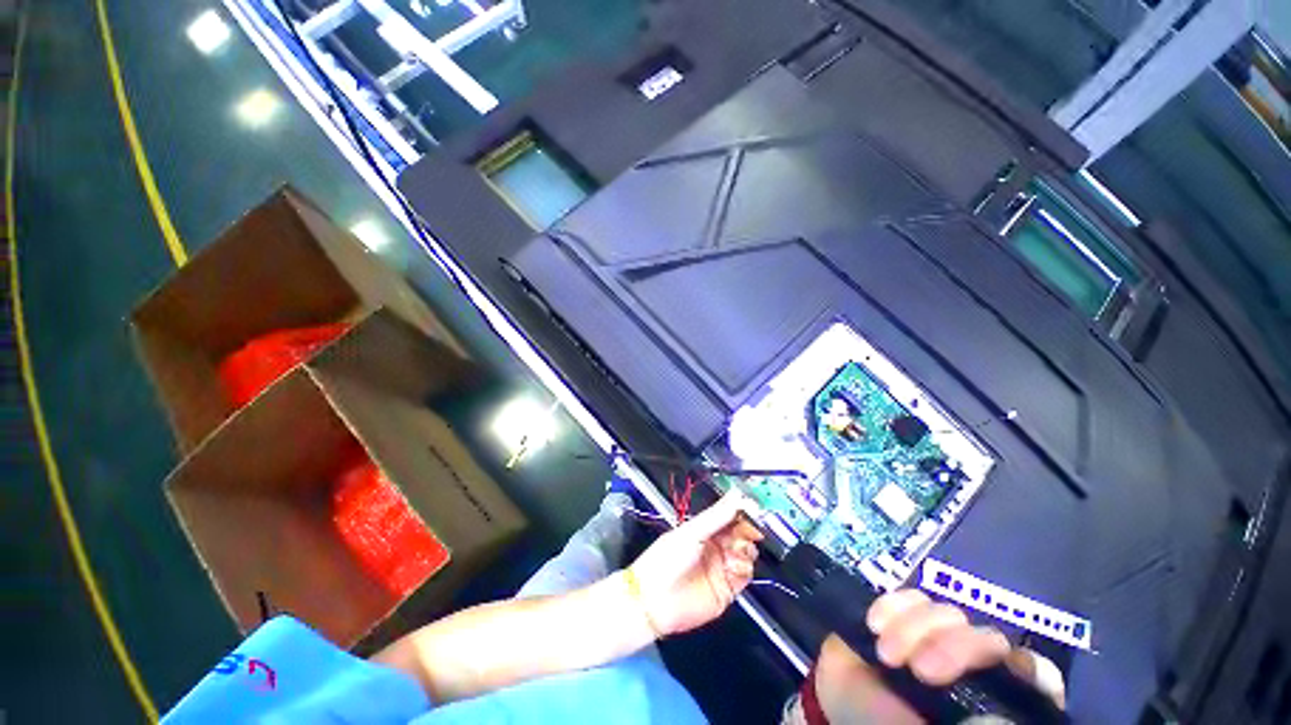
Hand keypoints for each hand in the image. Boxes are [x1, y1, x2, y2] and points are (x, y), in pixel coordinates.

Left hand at [626, 490, 762, 635]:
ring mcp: (722, 566)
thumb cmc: (666, 559)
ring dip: (746, 549)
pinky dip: (744, 568)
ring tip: (736, 549)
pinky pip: (746, 574)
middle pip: (742, 533)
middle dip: (749, 529)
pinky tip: (733, 566)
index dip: (743, 510)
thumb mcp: (692, 532)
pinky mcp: (728, 588)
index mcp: (705, 529)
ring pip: (747, 552)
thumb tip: (736, 495)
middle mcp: (715, 546)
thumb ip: (717, 515)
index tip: (754, 507)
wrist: (655, 600)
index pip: (730, 515)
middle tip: (752, 528)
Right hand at [812, 590, 1064, 722]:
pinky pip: (907, 596)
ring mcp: (936, 635)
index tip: (992, 681)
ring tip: (885, 655)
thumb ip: (965, 722)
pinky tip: (874, 625)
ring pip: (946, 613)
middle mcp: (973, 665)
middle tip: (920, 671)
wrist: (839, 701)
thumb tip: (986, 717)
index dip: (1027, 670)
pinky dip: (892, 607)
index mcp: (993, 698)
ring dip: (913, 629)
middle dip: (953, 648)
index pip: (1035, 675)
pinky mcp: (901, 614)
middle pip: (987, 638)